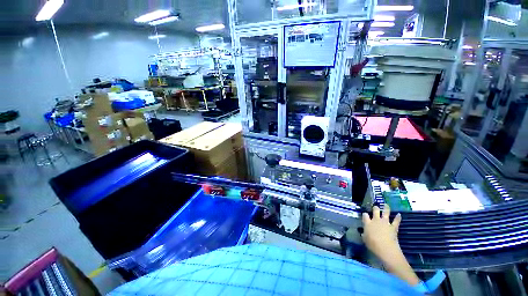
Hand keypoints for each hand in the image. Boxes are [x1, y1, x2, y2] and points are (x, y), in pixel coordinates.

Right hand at [361, 204, 401, 261]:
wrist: (385, 247)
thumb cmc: (372, 244)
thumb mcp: (365, 239)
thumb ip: (364, 235)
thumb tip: (363, 233)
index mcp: (368, 223)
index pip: (365, 215)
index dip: (365, 214)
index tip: (365, 214)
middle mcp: (376, 220)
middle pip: (375, 211)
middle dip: (375, 208)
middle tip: (375, 207)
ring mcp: (385, 222)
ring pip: (385, 213)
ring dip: (386, 208)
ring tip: (386, 205)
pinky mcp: (393, 227)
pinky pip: (396, 221)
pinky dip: (398, 217)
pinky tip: (399, 214)